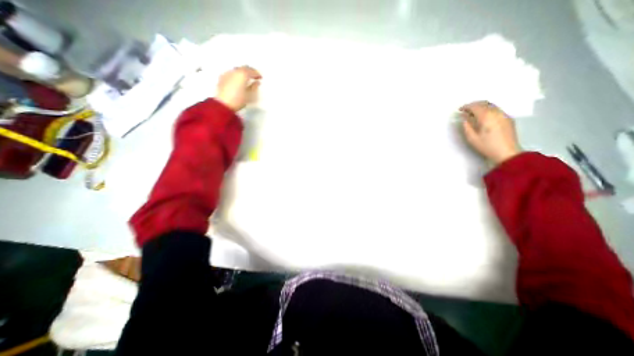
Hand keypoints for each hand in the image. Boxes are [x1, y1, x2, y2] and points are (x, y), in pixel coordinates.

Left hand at [214, 65, 261, 110]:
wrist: (223, 104)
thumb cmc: (239, 100)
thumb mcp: (250, 95)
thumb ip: (254, 87)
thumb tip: (257, 82)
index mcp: (243, 74)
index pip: (251, 71)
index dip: (257, 74)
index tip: (260, 77)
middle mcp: (235, 71)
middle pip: (243, 68)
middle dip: (249, 71)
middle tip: (254, 76)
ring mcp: (227, 73)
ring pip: (237, 70)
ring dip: (242, 72)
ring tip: (246, 78)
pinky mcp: (222, 77)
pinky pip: (231, 73)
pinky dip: (236, 75)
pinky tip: (238, 80)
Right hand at [462, 100, 519, 163]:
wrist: (507, 152)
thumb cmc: (486, 146)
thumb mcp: (472, 138)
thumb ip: (467, 125)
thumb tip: (464, 117)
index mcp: (486, 117)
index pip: (475, 106)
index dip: (466, 107)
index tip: (460, 110)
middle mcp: (496, 113)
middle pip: (484, 103)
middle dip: (474, 105)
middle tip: (465, 110)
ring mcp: (504, 115)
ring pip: (491, 105)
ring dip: (481, 106)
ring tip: (473, 113)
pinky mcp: (508, 119)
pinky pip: (496, 109)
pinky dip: (488, 109)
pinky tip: (483, 116)